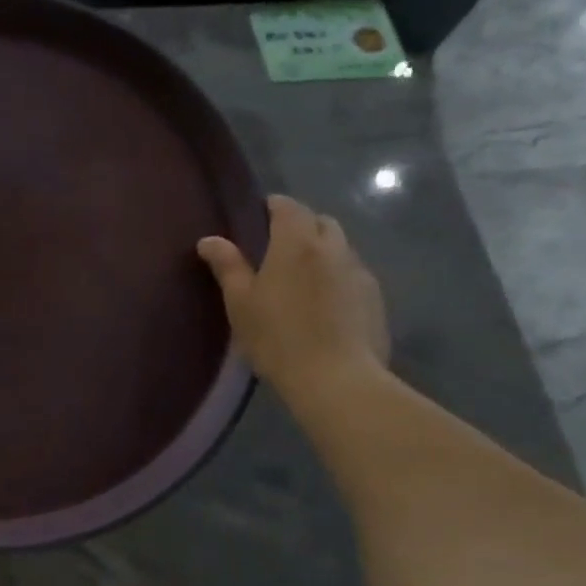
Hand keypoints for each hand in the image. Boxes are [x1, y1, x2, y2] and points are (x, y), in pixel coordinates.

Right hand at [197, 195, 388, 402]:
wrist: (335, 379)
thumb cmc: (277, 337)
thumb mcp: (240, 303)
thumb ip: (227, 266)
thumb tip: (209, 240)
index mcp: (297, 244)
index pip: (288, 207)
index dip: (273, 206)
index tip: (258, 216)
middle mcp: (334, 248)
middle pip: (321, 222)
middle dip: (301, 225)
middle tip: (277, 247)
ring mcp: (359, 273)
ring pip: (340, 248)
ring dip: (321, 252)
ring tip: (300, 278)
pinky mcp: (375, 298)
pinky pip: (352, 274)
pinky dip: (336, 276)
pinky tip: (323, 304)